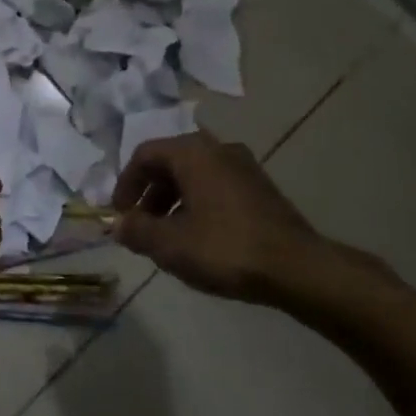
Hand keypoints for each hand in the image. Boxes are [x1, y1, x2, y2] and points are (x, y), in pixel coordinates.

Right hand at [112, 133, 395, 307]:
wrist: (296, 267)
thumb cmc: (225, 248)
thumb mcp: (171, 244)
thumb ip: (137, 230)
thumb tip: (118, 224)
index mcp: (192, 152)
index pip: (145, 154)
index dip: (126, 183)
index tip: (119, 214)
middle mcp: (218, 148)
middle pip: (170, 162)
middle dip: (150, 193)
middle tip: (141, 225)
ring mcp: (243, 166)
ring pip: (195, 174)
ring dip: (173, 200)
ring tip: (168, 236)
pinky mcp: (260, 187)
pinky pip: (216, 185)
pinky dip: (197, 203)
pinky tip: (199, 237)